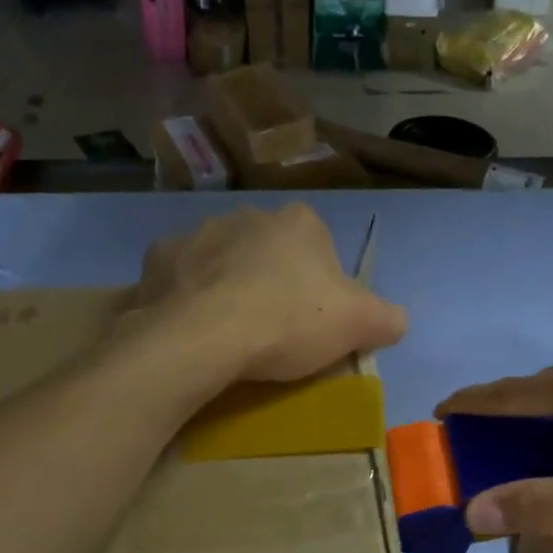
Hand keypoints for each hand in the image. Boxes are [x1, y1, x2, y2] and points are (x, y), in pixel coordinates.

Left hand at [134, 204, 407, 382]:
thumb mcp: (359, 325)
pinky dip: (187, 297)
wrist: (202, 337)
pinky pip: (181, 278)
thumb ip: (387, 317)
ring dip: (228, 286)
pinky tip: (193, 329)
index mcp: (299, 222)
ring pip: (222, 261)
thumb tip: (395, 319)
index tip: (314, 323)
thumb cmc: (287, 322)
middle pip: (269, 252)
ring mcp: (197, 233)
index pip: (321, 249)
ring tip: (230, 333)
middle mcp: (247, 214)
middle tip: (273, 331)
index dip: (321, 286)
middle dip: (272, 282)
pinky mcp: (157, 259)